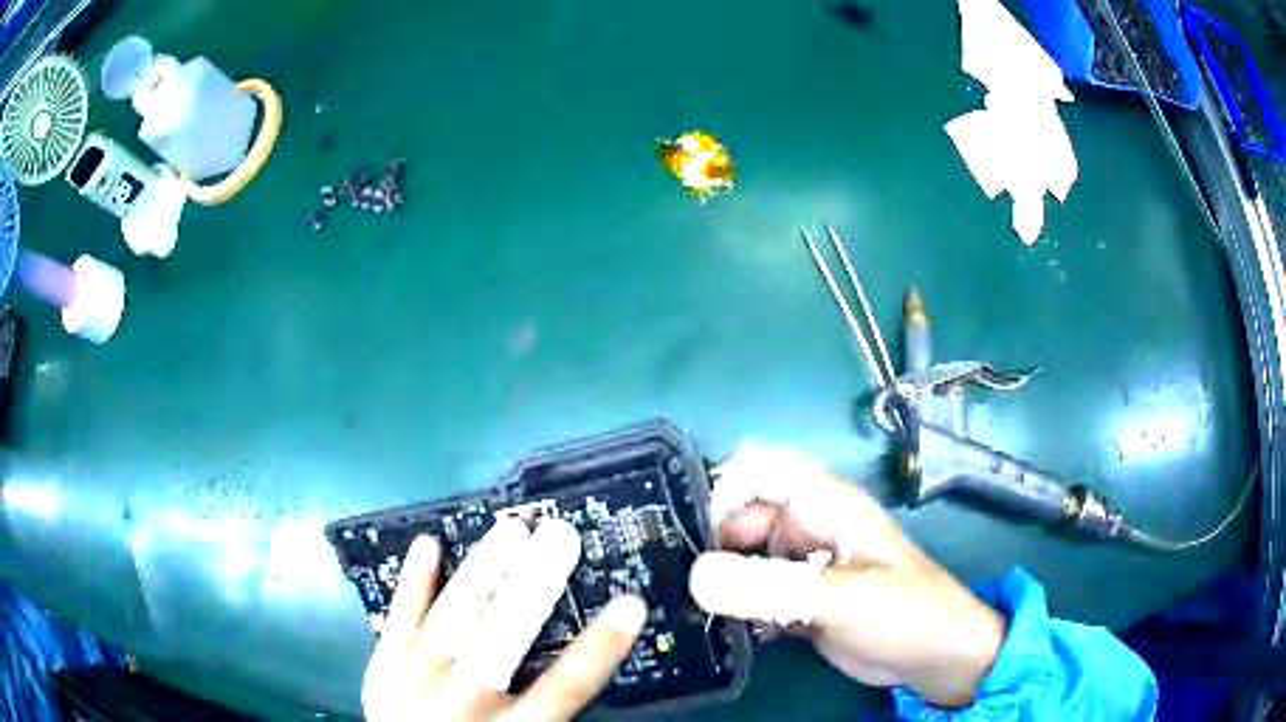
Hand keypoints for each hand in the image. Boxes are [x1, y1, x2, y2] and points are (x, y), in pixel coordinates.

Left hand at [362, 519, 647, 721]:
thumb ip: (549, 713)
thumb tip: (580, 666)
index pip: (562, 690)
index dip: (598, 648)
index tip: (630, 603)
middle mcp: (460, 711)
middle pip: (495, 649)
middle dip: (527, 591)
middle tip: (559, 538)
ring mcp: (411, 690)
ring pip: (446, 629)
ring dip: (479, 576)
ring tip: (511, 531)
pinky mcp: (380, 676)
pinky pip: (397, 627)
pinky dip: (413, 586)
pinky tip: (428, 544)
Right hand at [689, 447, 1003, 707]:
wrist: (934, 658)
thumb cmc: (905, 612)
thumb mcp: (843, 598)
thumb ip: (772, 589)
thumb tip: (695, 576)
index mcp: (826, 507)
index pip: (766, 469)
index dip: (725, 482)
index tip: (684, 522)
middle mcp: (809, 530)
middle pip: (744, 519)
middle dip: (709, 543)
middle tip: (670, 579)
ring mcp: (803, 569)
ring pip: (745, 560)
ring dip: (717, 580)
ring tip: (679, 606)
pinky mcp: (799, 603)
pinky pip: (754, 596)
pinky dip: (733, 609)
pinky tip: (712, 630)